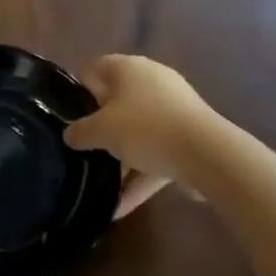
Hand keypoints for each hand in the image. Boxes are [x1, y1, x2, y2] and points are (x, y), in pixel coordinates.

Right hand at [66, 55, 220, 206]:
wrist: (206, 154)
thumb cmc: (145, 128)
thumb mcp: (101, 131)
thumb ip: (80, 132)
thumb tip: (69, 135)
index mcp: (129, 68)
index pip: (96, 68)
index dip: (80, 89)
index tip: (68, 115)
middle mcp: (152, 80)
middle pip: (118, 100)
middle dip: (102, 125)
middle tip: (85, 146)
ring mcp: (174, 108)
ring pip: (139, 130)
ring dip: (122, 156)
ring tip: (101, 184)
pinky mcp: (190, 136)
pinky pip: (158, 153)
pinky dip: (141, 176)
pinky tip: (121, 207)